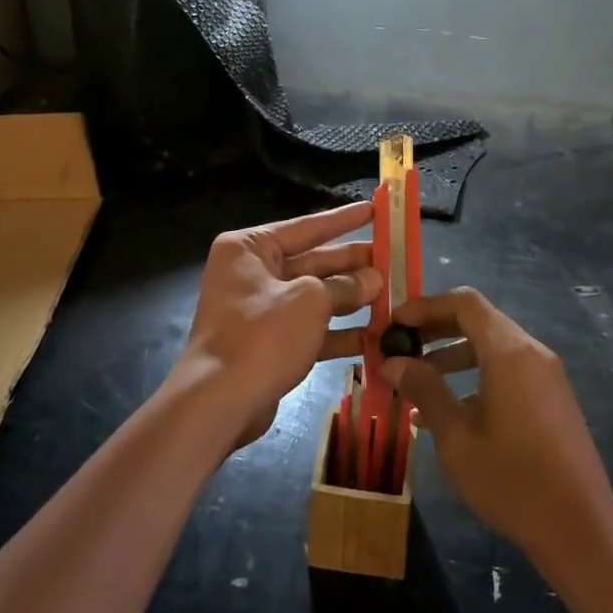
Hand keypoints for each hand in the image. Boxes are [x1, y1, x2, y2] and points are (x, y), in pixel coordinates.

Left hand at [174, 203, 382, 449]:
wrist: (219, 402)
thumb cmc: (262, 334)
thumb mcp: (310, 300)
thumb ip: (345, 286)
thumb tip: (374, 278)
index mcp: (250, 248)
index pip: (306, 227)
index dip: (344, 220)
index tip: (375, 209)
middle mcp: (252, 273)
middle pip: (312, 261)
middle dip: (352, 263)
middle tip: (393, 257)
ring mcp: (260, 310)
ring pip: (314, 296)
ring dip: (351, 298)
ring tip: (391, 294)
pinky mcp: (269, 343)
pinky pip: (309, 328)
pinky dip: (338, 332)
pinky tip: (374, 336)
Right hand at [384, 288, 612, 564]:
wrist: (582, 530)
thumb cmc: (513, 481)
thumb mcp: (457, 438)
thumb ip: (424, 391)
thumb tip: (392, 362)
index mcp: (508, 351)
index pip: (464, 302)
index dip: (426, 306)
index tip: (394, 323)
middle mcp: (531, 351)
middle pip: (478, 320)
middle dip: (436, 329)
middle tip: (400, 347)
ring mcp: (546, 374)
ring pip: (492, 346)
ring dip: (453, 354)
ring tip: (416, 380)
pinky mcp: (552, 397)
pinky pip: (507, 369)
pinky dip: (476, 374)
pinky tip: (450, 409)